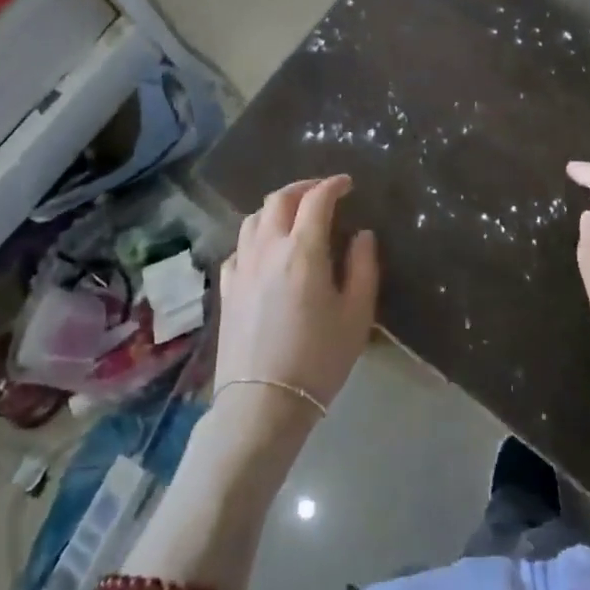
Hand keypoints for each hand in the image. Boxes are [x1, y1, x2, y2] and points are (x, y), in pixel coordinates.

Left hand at [217, 176, 378, 430]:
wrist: (262, 405)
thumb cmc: (318, 359)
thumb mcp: (356, 314)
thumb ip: (363, 267)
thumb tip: (361, 234)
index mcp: (303, 250)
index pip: (317, 199)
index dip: (333, 185)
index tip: (348, 184)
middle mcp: (268, 248)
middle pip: (279, 199)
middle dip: (303, 187)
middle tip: (322, 192)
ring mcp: (242, 267)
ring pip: (254, 218)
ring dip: (276, 207)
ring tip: (294, 215)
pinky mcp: (227, 289)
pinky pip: (239, 247)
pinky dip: (256, 236)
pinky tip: (265, 250)